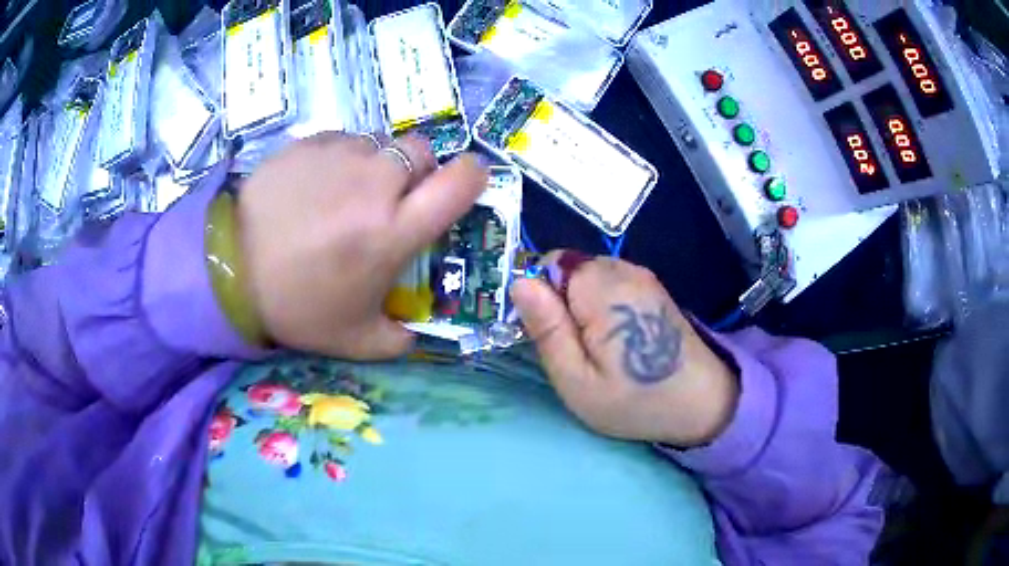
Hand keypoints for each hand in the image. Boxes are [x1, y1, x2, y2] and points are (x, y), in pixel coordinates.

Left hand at [237, 132, 487, 359]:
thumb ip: (398, 338)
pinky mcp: (309, 143)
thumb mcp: (355, 341)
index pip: (461, 182)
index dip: (473, 177)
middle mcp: (375, 183)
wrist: (228, 270)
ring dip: (378, 164)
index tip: (462, 186)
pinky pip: (345, 140)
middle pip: (422, 151)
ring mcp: (340, 156)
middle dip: (418, 171)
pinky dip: (343, 158)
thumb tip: (415, 330)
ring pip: (382, 143)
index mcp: (393, 231)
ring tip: (347, 193)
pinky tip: (318, 185)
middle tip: (392, 199)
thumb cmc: (295, 306)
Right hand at [511, 253, 739, 447]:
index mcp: (602, 290)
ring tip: (597, 347)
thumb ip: (547, 330)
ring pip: (587, 276)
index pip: (548, 264)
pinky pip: (609, 283)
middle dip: (560, 302)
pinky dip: (601, 305)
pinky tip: (618, 337)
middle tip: (574, 348)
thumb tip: (519, 283)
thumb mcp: (577, 381)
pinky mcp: (651, 286)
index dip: (539, 297)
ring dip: (580, 305)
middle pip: (569, 268)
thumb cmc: (636, 401)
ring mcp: (641, 275)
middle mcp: (624, 270)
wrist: (702, 403)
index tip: (549, 335)